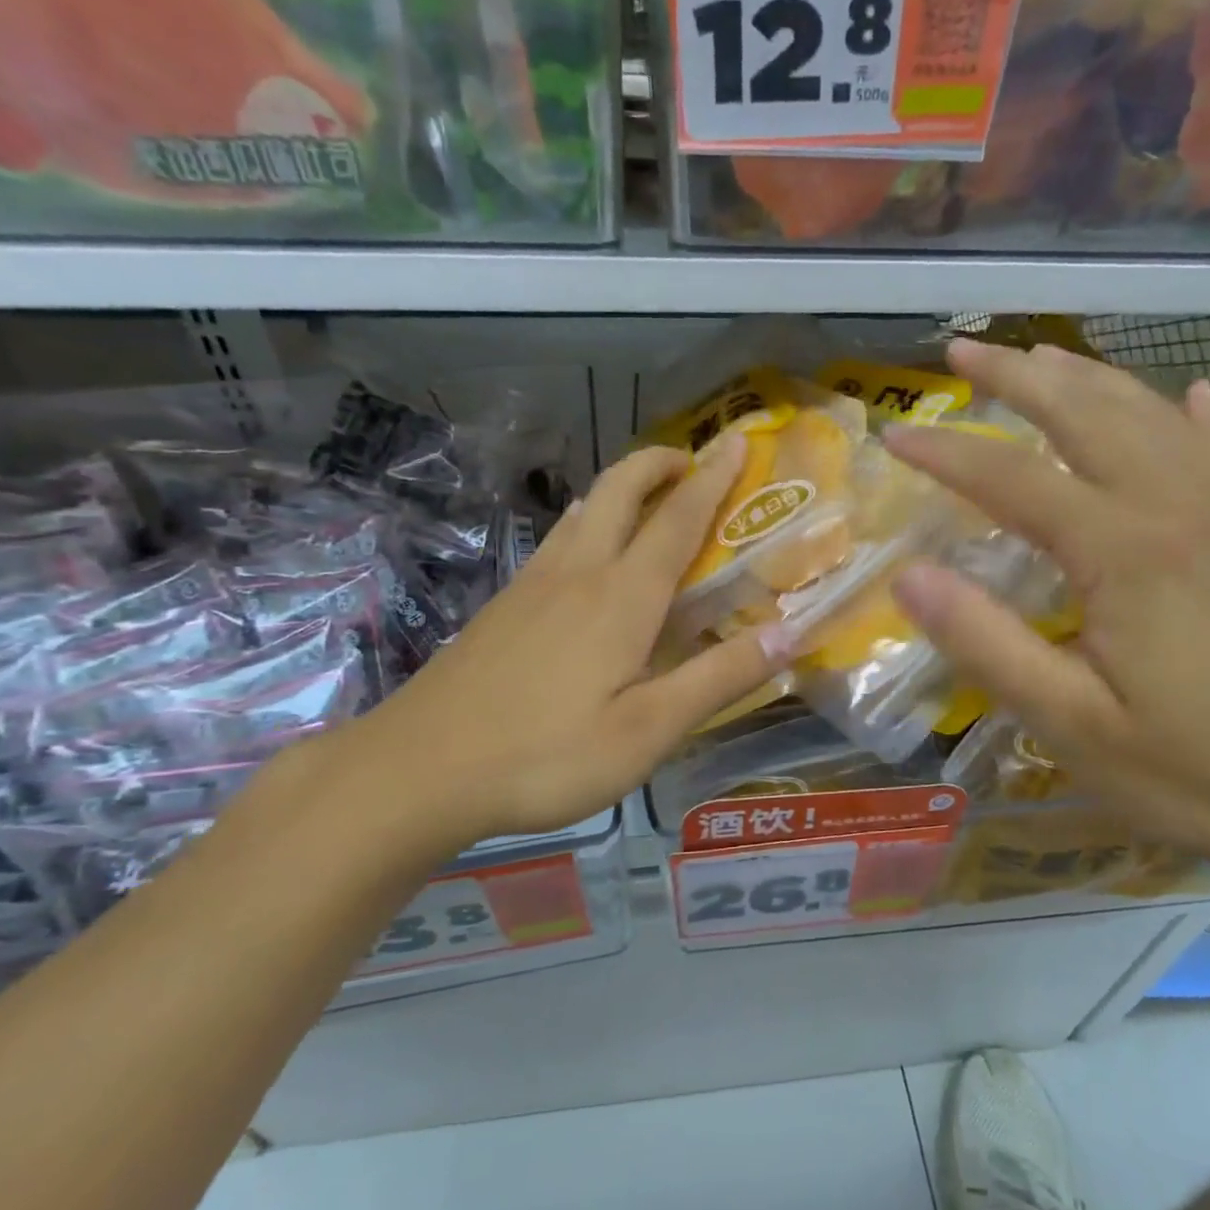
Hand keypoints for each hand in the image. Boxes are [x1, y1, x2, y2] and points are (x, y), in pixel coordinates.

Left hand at [306, 437, 791, 869]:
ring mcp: (533, 584)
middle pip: (621, 490)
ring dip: (622, 489)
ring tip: (650, 499)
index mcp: (622, 596)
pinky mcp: (504, 605)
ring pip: (584, 511)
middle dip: (659, 463)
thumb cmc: (546, 754)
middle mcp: (579, 573)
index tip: (735, 442)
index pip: (678, 519)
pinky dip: (590, 523)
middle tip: (692, 462)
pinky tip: (588, 558)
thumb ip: (718, 679)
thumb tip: (788, 634)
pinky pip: (559, 541)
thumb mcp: (648, 731)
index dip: (713, 478)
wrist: (420, 768)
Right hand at [882, 340, 1209, 879]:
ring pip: (1149, 418)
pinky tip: (1183, 392)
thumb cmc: (1188, 771)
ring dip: (1087, 379)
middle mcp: (1176, 512)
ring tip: (1038, 356)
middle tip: (962, 349)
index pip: (1014, 479)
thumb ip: (985, 643)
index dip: (948, 451)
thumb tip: (907, 576)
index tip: (893, 433)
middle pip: (1087, 416)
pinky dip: (1189, 415)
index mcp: (1126, 553)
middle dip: (1018, 376)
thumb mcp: (1067, 721)